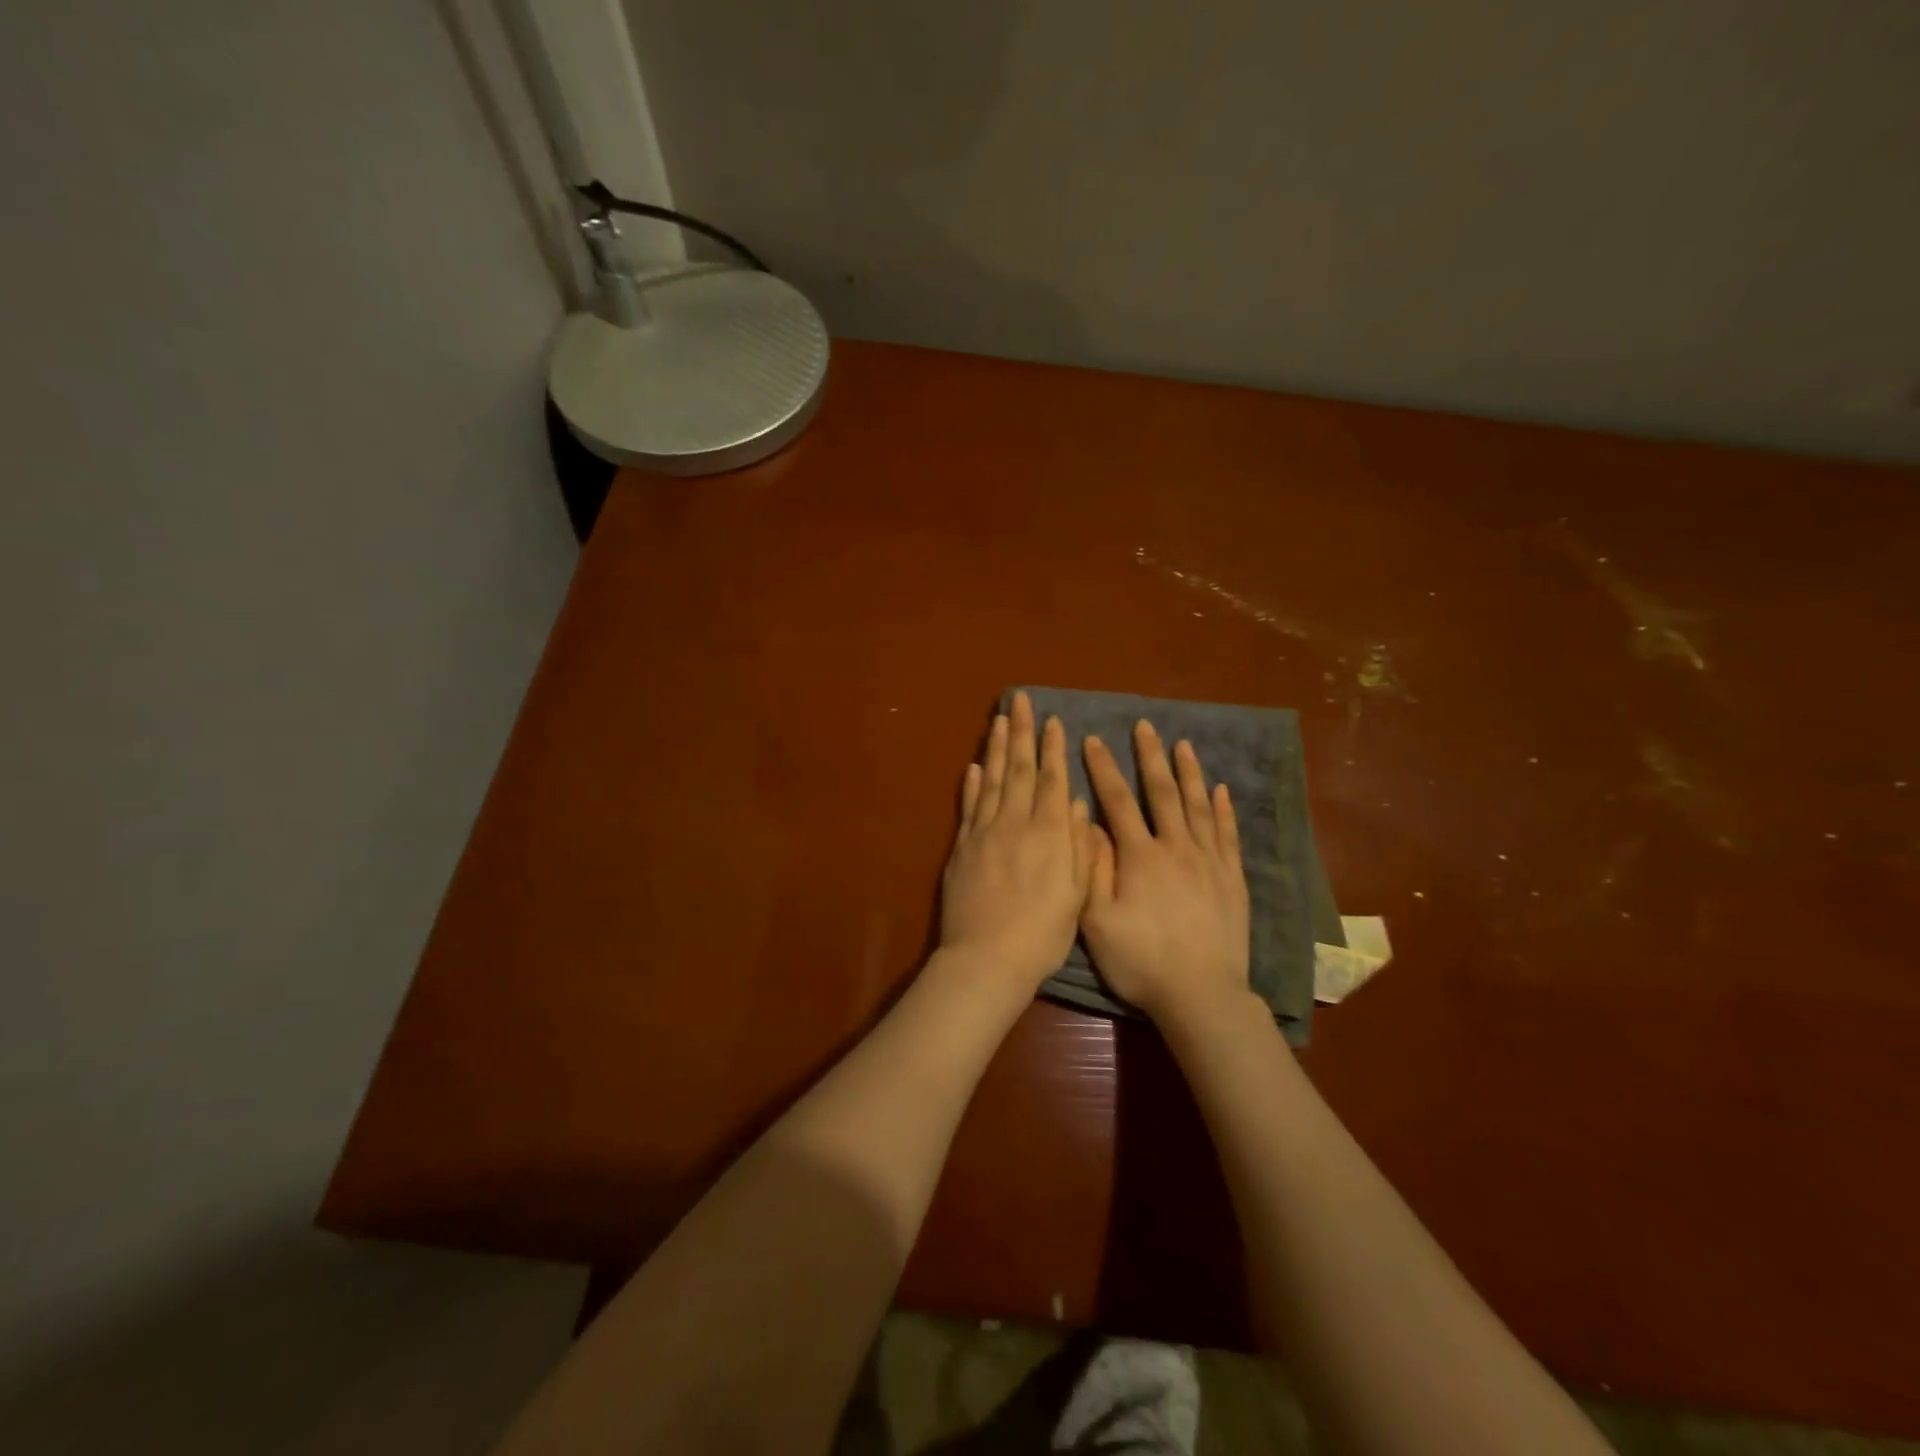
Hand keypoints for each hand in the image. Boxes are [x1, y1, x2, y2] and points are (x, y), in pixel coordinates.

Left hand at [940, 692, 1091, 988]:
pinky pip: (968, 807)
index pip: (1051, 780)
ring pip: (991, 780)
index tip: (1053, 720)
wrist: (987, 958)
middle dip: (1021, 732)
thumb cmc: (1043, 934)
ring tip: (999, 720)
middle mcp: (1015, 823)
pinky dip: (972, 784)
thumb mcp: (1076, 894)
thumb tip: (1079, 806)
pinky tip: (974, 766)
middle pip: (1018, 769)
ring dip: (995, 748)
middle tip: (1019, 700)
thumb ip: (1079, 846)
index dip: (1052, 749)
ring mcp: (984, 833)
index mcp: (1049, 833)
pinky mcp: (962, 848)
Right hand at [1081, 722, 1251, 1023]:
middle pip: (1162, 793)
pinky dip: (1223, 809)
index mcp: (1140, 856)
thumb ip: (1092, 869)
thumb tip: (1088, 823)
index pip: (1118, 801)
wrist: (1201, 994)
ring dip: (1189, 772)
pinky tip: (1220, 790)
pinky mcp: (1232, 879)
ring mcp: (1209, 861)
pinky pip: (1227, 834)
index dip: (1103, 768)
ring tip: (1183, 744)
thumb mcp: (1098, 921)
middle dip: (1150, 757)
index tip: (1093, 740)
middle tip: (1145, 726)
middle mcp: (1176, 848)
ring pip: (1198, 806)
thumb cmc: (1141, 961)